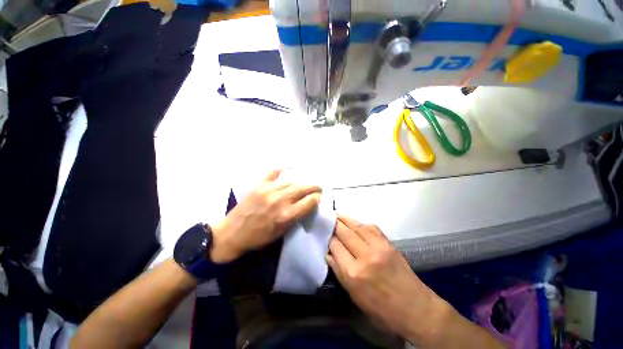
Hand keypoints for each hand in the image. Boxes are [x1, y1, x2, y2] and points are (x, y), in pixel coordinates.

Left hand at [210, 170, 321, 263]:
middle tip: (318, 187)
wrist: (232, 234)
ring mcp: (269, 190)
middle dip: (314, 187)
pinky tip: (286, 168)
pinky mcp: (259, 185)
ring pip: (291, 181)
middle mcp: (280, 200)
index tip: (319, 197)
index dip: (317, 198)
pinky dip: (280, 170)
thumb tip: (307, 205)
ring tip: (304, 184)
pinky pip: (273, 173)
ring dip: (300, 182)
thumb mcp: (282, 232)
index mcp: (287, 215)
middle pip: (303, 188)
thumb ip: (297, 217)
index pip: (310, 201)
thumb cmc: (259, 238)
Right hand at [327, 216, 452, 345]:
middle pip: (345, 233)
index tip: (325, 234)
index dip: (329, 239)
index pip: (335, 246)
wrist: (414, 308)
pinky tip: (357, 224)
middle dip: (335, 224)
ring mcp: (378, 247)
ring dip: (346, 219)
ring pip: (357, 226)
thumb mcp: (354, 295)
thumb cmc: (381, 308)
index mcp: (353, 273)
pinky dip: (362, 224)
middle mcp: (365, 256)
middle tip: (328, 218)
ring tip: (338, 215)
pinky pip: (372, 227)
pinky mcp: (389, 244)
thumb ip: (339, 271)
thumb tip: (328, 254)